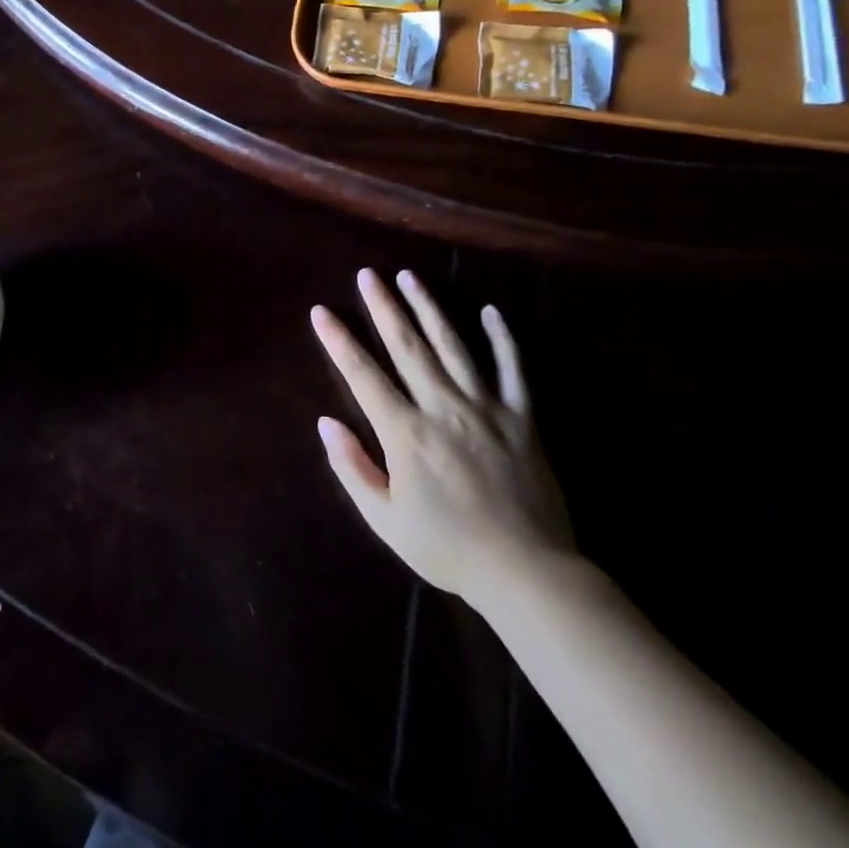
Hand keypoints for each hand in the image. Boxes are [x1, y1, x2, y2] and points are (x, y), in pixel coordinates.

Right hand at [312, 269, 573, 608]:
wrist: (527, 573)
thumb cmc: (448, 549)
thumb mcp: (385, 519)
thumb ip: (352, 468)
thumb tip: (326, 423)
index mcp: (406, 433)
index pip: (363, 375)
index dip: (339, 341)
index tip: (321, 311)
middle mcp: (443, 408)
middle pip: (407, 347)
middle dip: (383, 307)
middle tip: (367, 274)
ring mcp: (486, 409)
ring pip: (453, 347)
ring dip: (429, 308)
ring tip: (410, 277)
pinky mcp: (523, 419)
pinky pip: (513, 370)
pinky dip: (502, 339)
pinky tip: (489, 311)